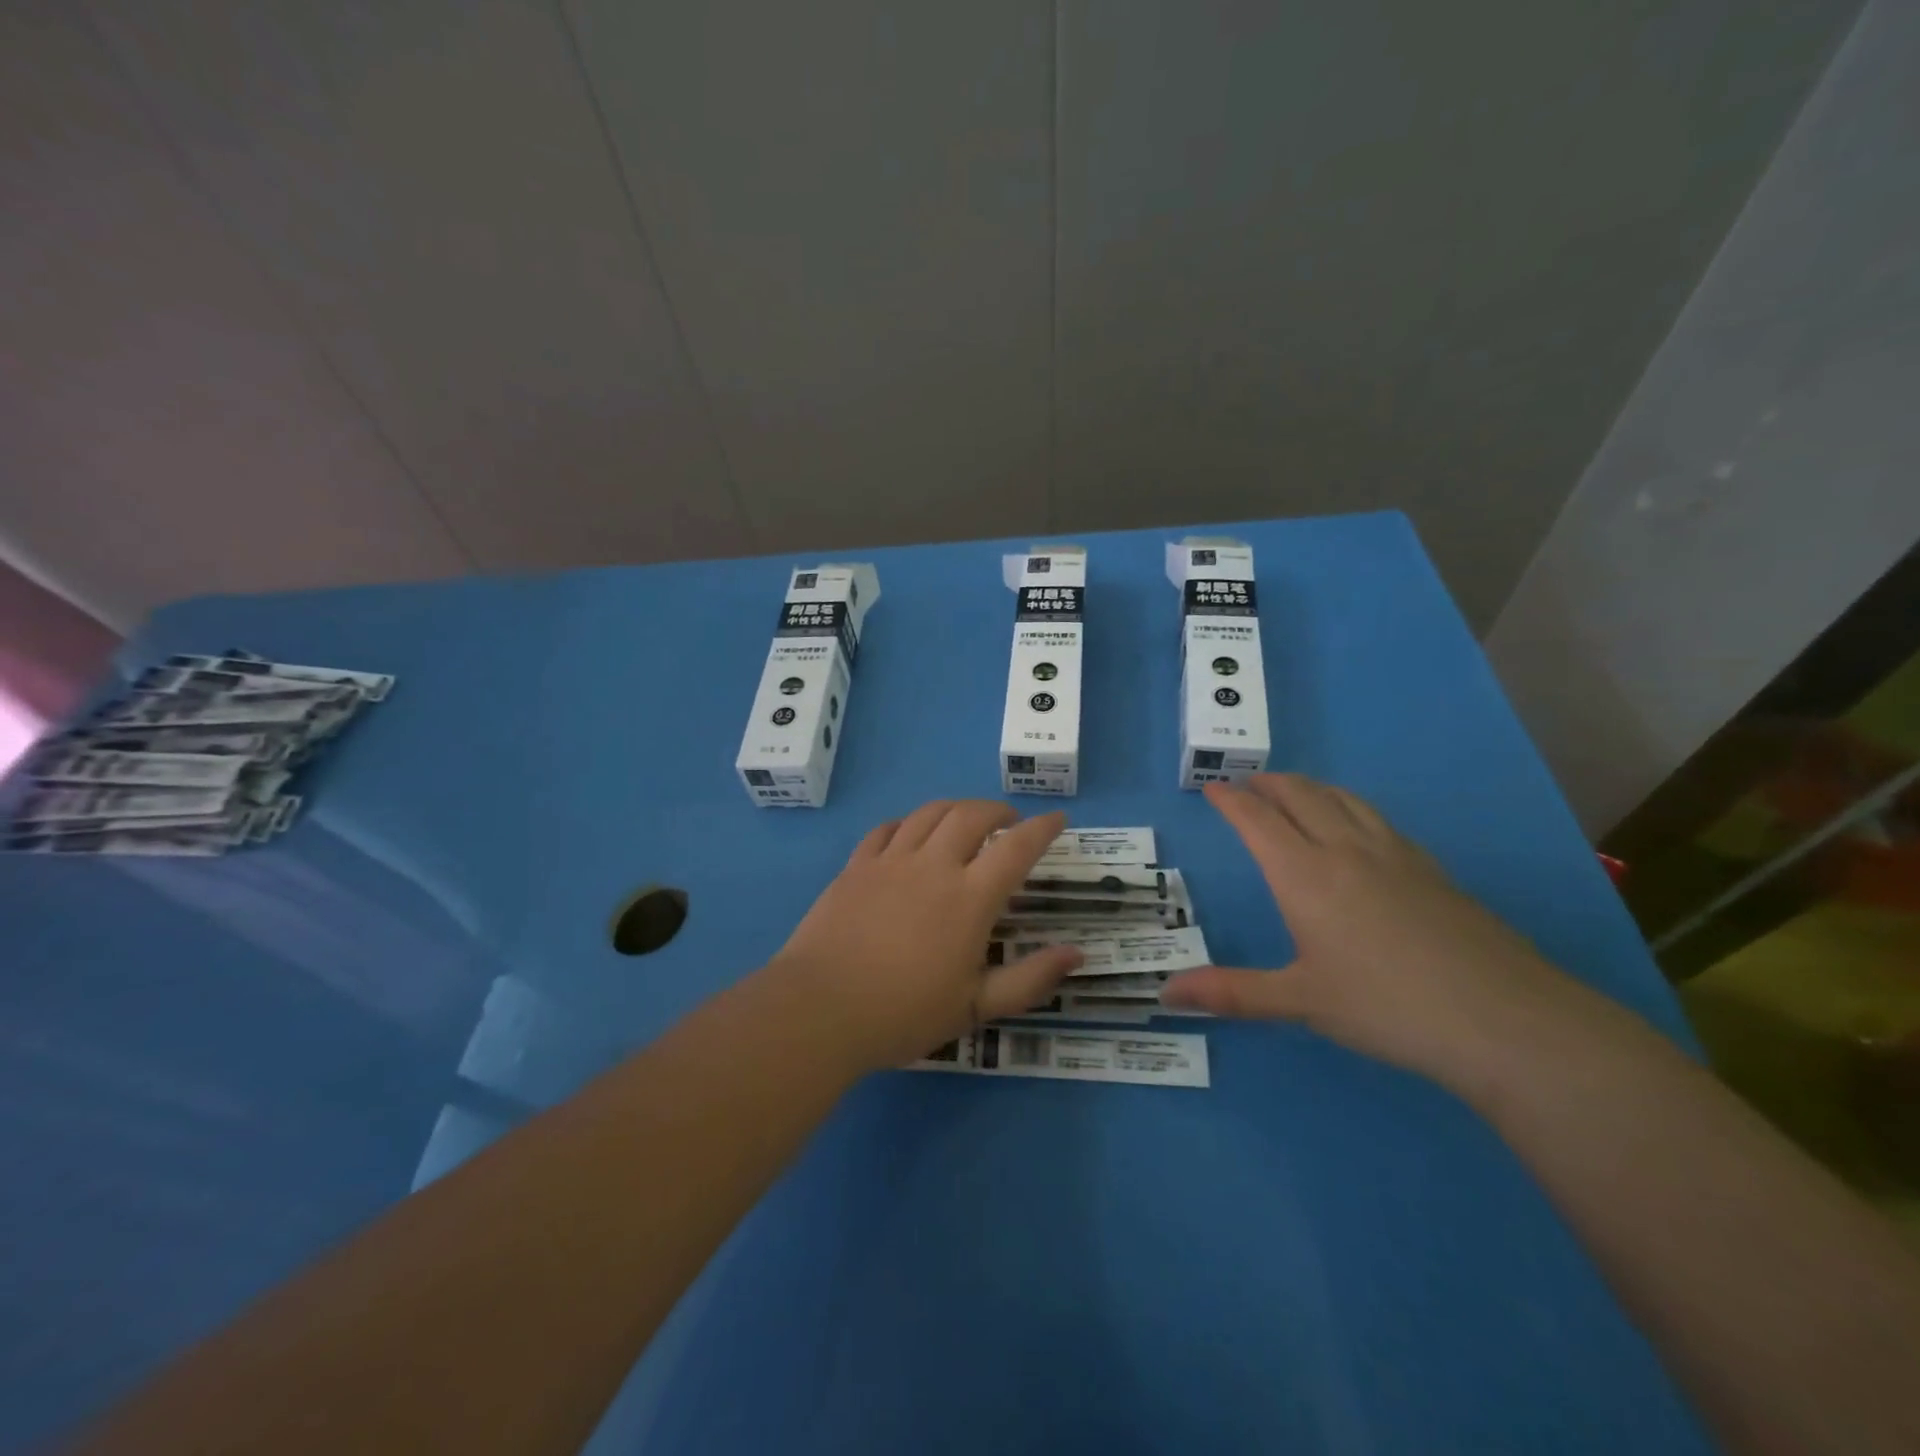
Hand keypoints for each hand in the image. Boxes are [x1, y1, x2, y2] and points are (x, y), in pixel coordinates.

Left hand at [769, 800, 1084, 1071]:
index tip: (1057, 819)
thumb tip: (1076, 953)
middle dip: (997, 810)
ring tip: (965, 819)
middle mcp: (933, 866)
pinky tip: (909, 833)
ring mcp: (890, 861)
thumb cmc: (904, 1013)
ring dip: (955, 808)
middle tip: (1009, 821)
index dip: (1041, 829)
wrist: (820, 1008)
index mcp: (969, 898)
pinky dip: (907, 823)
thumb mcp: (975, 1007)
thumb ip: (1029, 979)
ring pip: (928, 813)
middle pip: (971, 815)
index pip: (1016, 848)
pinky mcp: (856, 866)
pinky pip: (885, 829)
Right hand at [1162, 774, 1586, 1091]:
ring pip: (1344, 800)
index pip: (1257, 820)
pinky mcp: (1431, 869)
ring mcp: (1395, 855)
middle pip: (1301, 796)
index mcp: (1305, 874)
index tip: (1211, 789)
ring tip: (1296, 792)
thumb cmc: (1387, 1006)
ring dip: (1311, 788)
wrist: (1503, 1018)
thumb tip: (1166, 993)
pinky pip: (1378, 819)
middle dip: (1269, 783)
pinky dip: (1350, 808)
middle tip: (1248, 783)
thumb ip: (1232, 992)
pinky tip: (1359, 829)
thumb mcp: (1301, 1001)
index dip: (1230, 801)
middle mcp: (1346, 850)